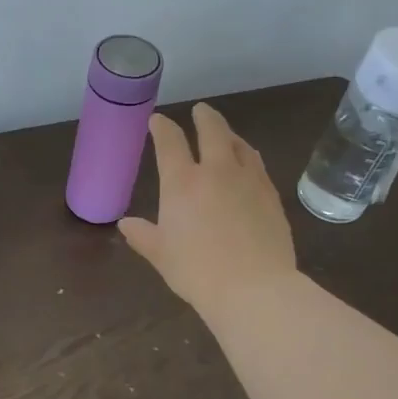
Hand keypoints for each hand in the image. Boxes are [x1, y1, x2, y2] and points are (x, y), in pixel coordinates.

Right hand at [119, 103, 296, 316]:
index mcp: (182, 182)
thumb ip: (143, 235)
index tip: (158, 120)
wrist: (254, 288)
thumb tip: (126, 224)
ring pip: (239, 145)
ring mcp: (249, 180)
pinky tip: (248, 165)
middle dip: (204, 117)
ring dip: (229, 134)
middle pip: (212, 130)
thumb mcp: (161, 255)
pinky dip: (248, 157)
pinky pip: (258, 166)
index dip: (162, 127)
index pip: (170, 142)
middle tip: (200, 111)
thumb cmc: (197, 271)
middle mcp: (216, 171)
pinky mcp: (271, 195)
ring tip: (226, 135)